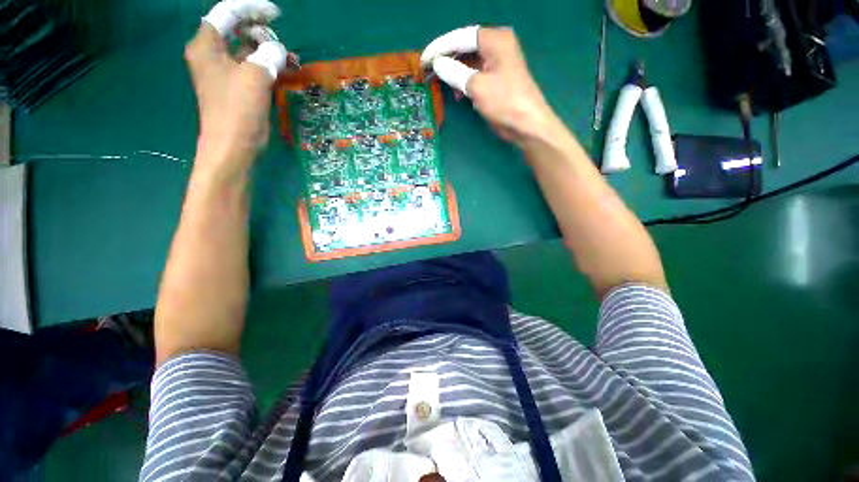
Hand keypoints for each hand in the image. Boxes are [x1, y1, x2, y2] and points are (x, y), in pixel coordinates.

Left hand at [185, 0, 288, 170]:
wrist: (233, 145)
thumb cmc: (238, 110)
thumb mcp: (254, 77)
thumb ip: (267, 55)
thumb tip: (278, 50)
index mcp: (206, 45)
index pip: (227, 13)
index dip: (251, 8)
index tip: (275, 14)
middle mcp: (212, 54)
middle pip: (236, 29)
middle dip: (261, 31)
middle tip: (282, 43)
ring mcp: (224, 71)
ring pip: (245, 48)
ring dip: (266, 49)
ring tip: (287, 58)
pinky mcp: (236, 87)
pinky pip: (251, 66)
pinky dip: (266, 64)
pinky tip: (282, 69)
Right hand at [421, 26, 561, 146]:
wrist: (527, 124)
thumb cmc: (504, 102)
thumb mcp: (477, 86)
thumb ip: (454, 72)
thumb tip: (437, 64)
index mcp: (495, 40)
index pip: (461, 37)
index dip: (440, 48)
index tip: (423, 60)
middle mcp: (497, 46)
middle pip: (465, 47)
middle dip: (446, 60)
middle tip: (429, 72)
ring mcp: (498, 63)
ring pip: (469, 62)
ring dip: (455, 73)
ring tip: (442, 84)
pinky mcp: (497, 79)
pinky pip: (476, 74)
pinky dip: (465, 82)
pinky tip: (459, 94)